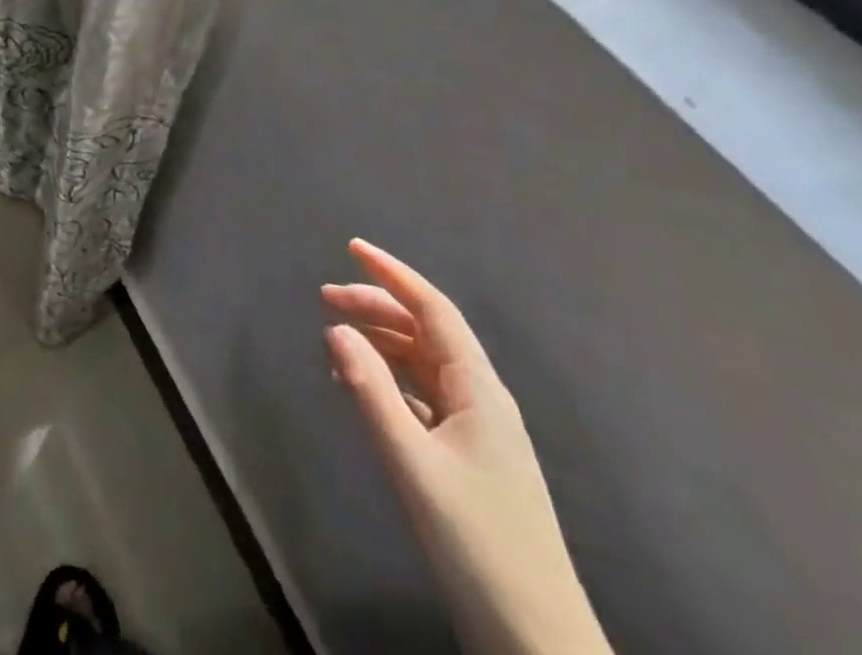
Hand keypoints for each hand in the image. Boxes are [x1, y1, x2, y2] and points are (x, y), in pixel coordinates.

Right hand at [322, 240, 609, 654]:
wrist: (537, 640)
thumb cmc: (477, 543)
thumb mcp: (414, 464)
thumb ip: (371, 393)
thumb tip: (335, 329)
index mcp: (478, 388)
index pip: (433, 309)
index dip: (393, 273)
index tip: (352, 246)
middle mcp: (481, 397)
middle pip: (426, 331)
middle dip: (377, 305)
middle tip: (325, 297)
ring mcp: (478, 428)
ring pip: (423, 362)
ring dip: (381, 341)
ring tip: (335, 336)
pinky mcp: (469, 456)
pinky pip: (423, 395)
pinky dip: (389, 378)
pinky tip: (361, 386)